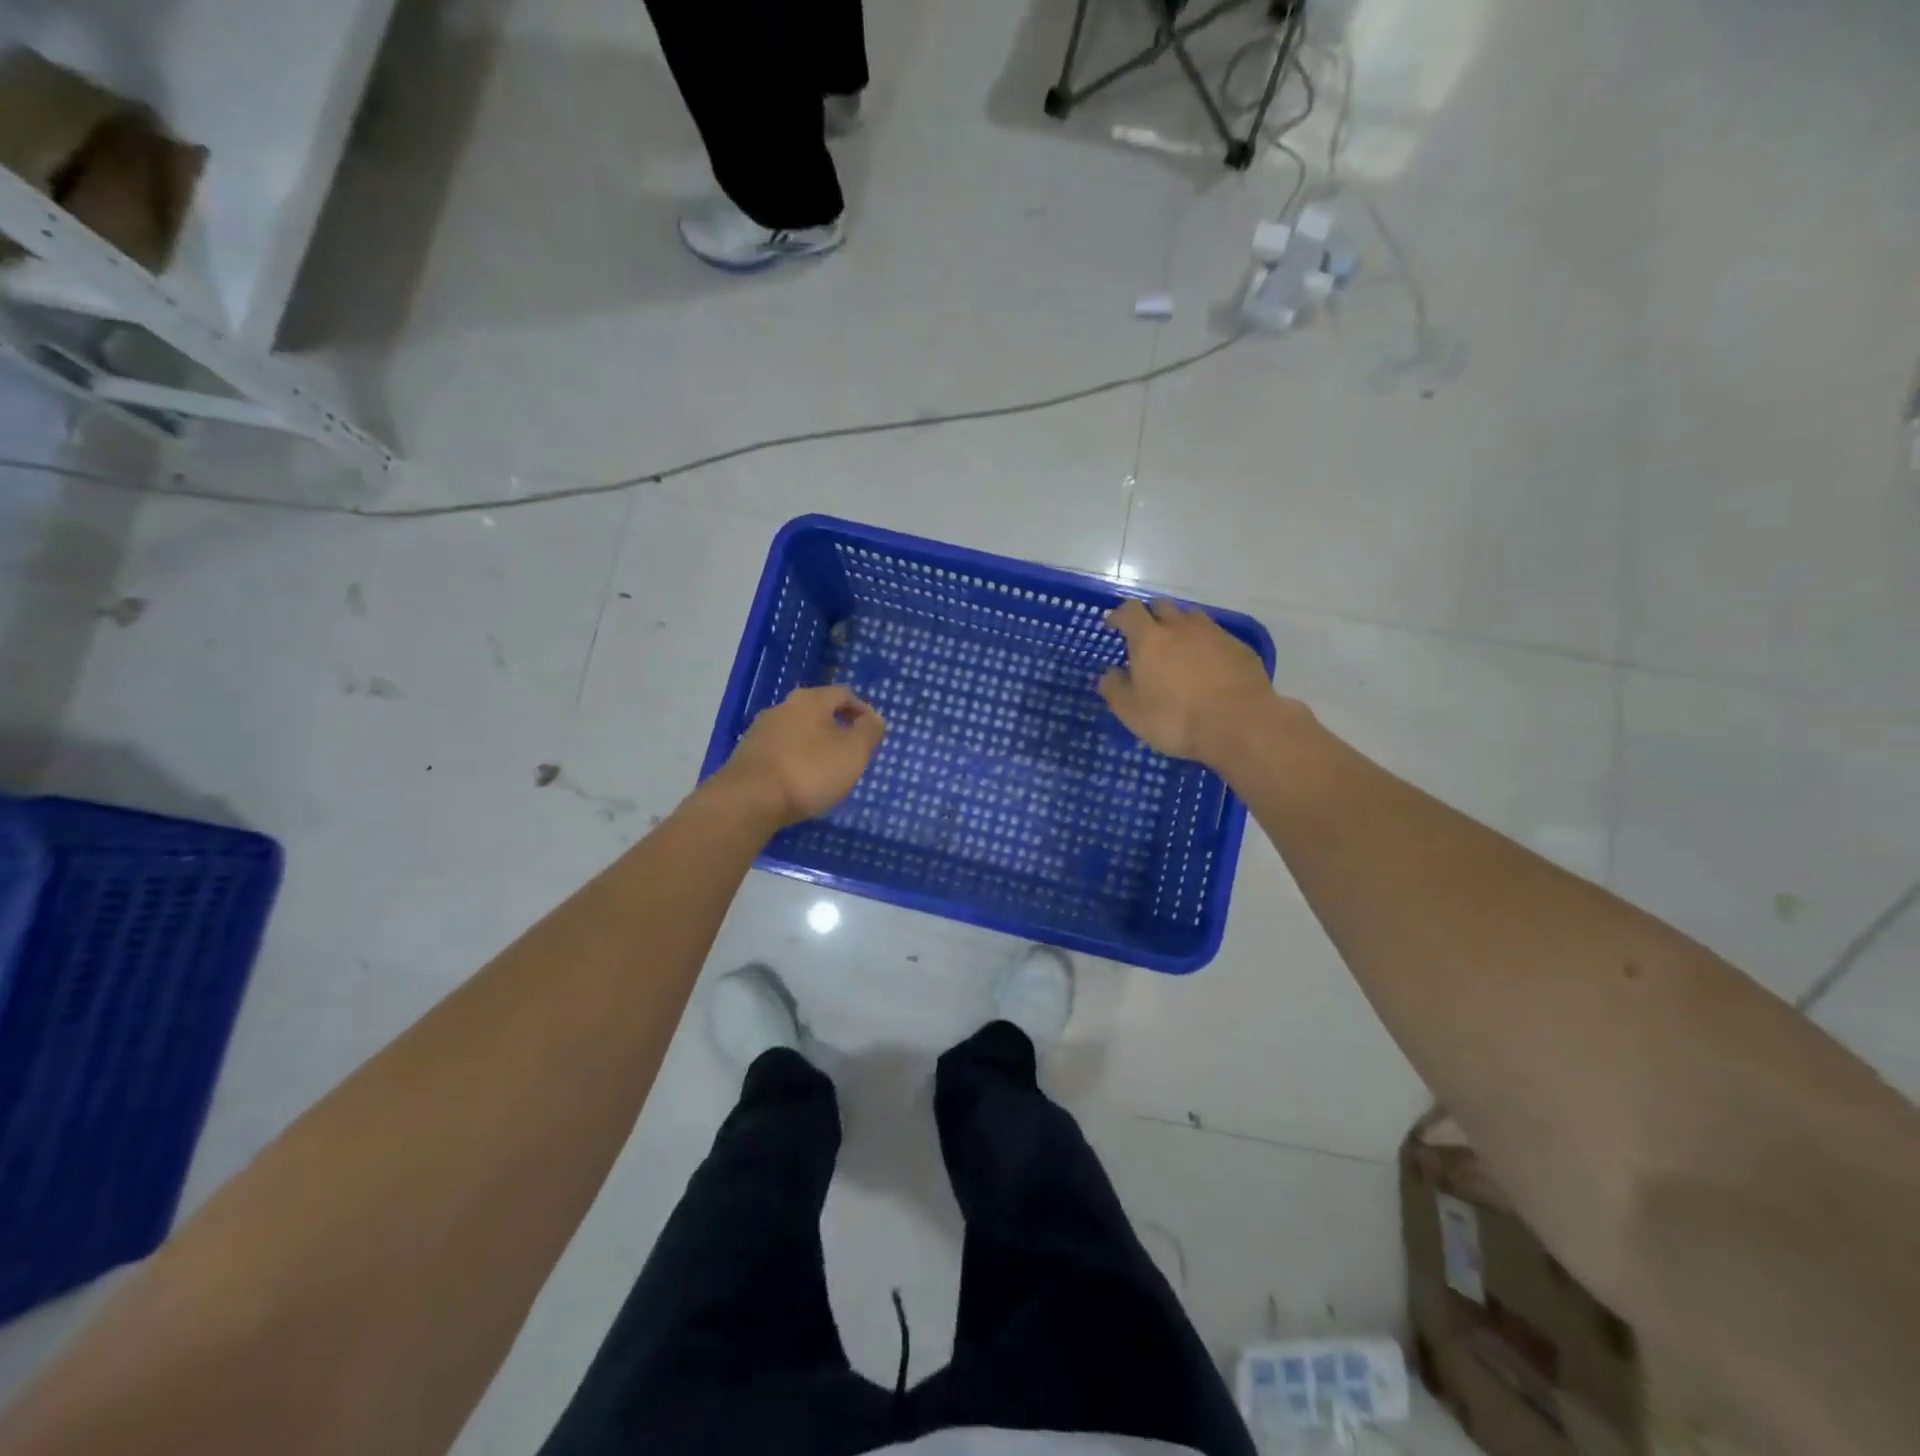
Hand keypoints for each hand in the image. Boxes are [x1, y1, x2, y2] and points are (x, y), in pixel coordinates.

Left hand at [716, 684, 885, 828]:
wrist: (749, 799)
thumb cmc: (809, 770)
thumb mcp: (853, 751)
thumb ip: (869, 732)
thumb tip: (874, 718)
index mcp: (811, 700)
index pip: (843, 694)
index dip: (862, 710)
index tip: (872, 731)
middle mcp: (782, 707)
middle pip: (817, 711)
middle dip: (836, 727)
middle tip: (851, 751)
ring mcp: (760, 731)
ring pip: (796, 731)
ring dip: (813, 745)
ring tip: (826, 769)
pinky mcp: (746, 755)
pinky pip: (779, 752)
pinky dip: (794, 760)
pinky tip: (799, 781)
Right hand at [1098, 598, 1281, 766]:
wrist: (1240, 724)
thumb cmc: (1176, 719)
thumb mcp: (1132, 713)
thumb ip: (1115, 689)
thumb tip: (1109, 674)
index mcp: (1150, 639)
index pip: (1129, 611)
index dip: (1119, 615)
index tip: (1113, 625)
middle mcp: (1181, 627)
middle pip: (1161, 607)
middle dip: (1150, 616)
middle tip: (1145, 636)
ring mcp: (1214, 634)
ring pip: (1191, 618)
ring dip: (1179, 627)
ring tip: (1177, 648)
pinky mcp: (1239, 647)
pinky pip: (1216, 636)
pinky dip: (1205, 644)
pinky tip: (1207, 665)